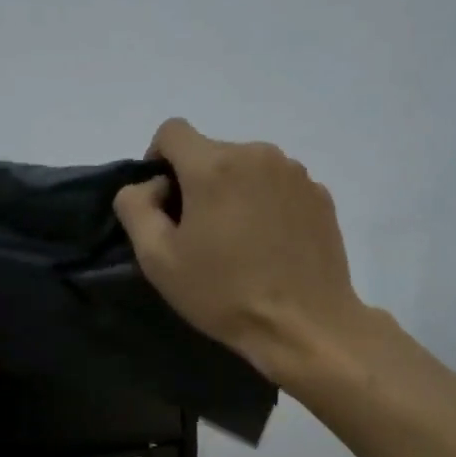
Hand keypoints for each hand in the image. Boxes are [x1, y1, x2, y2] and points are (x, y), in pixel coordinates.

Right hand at [113, 119, 363, 384]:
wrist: (303, 325)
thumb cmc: (223, 294)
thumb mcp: (158, 259)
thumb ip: (136, 209)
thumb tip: (149, 186)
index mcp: (213, 165)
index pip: (172, 131)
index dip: (158, 160)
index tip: (162, 202)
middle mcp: (257, 154)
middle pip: (212, 152)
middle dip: (197, 183)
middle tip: (198, 235)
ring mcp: (295, 173)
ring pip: (247, 168)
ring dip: (233, 192)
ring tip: (237, 242)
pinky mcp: (320, 195)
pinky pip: (278, 186)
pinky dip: (265, 205)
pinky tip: (268, 246)